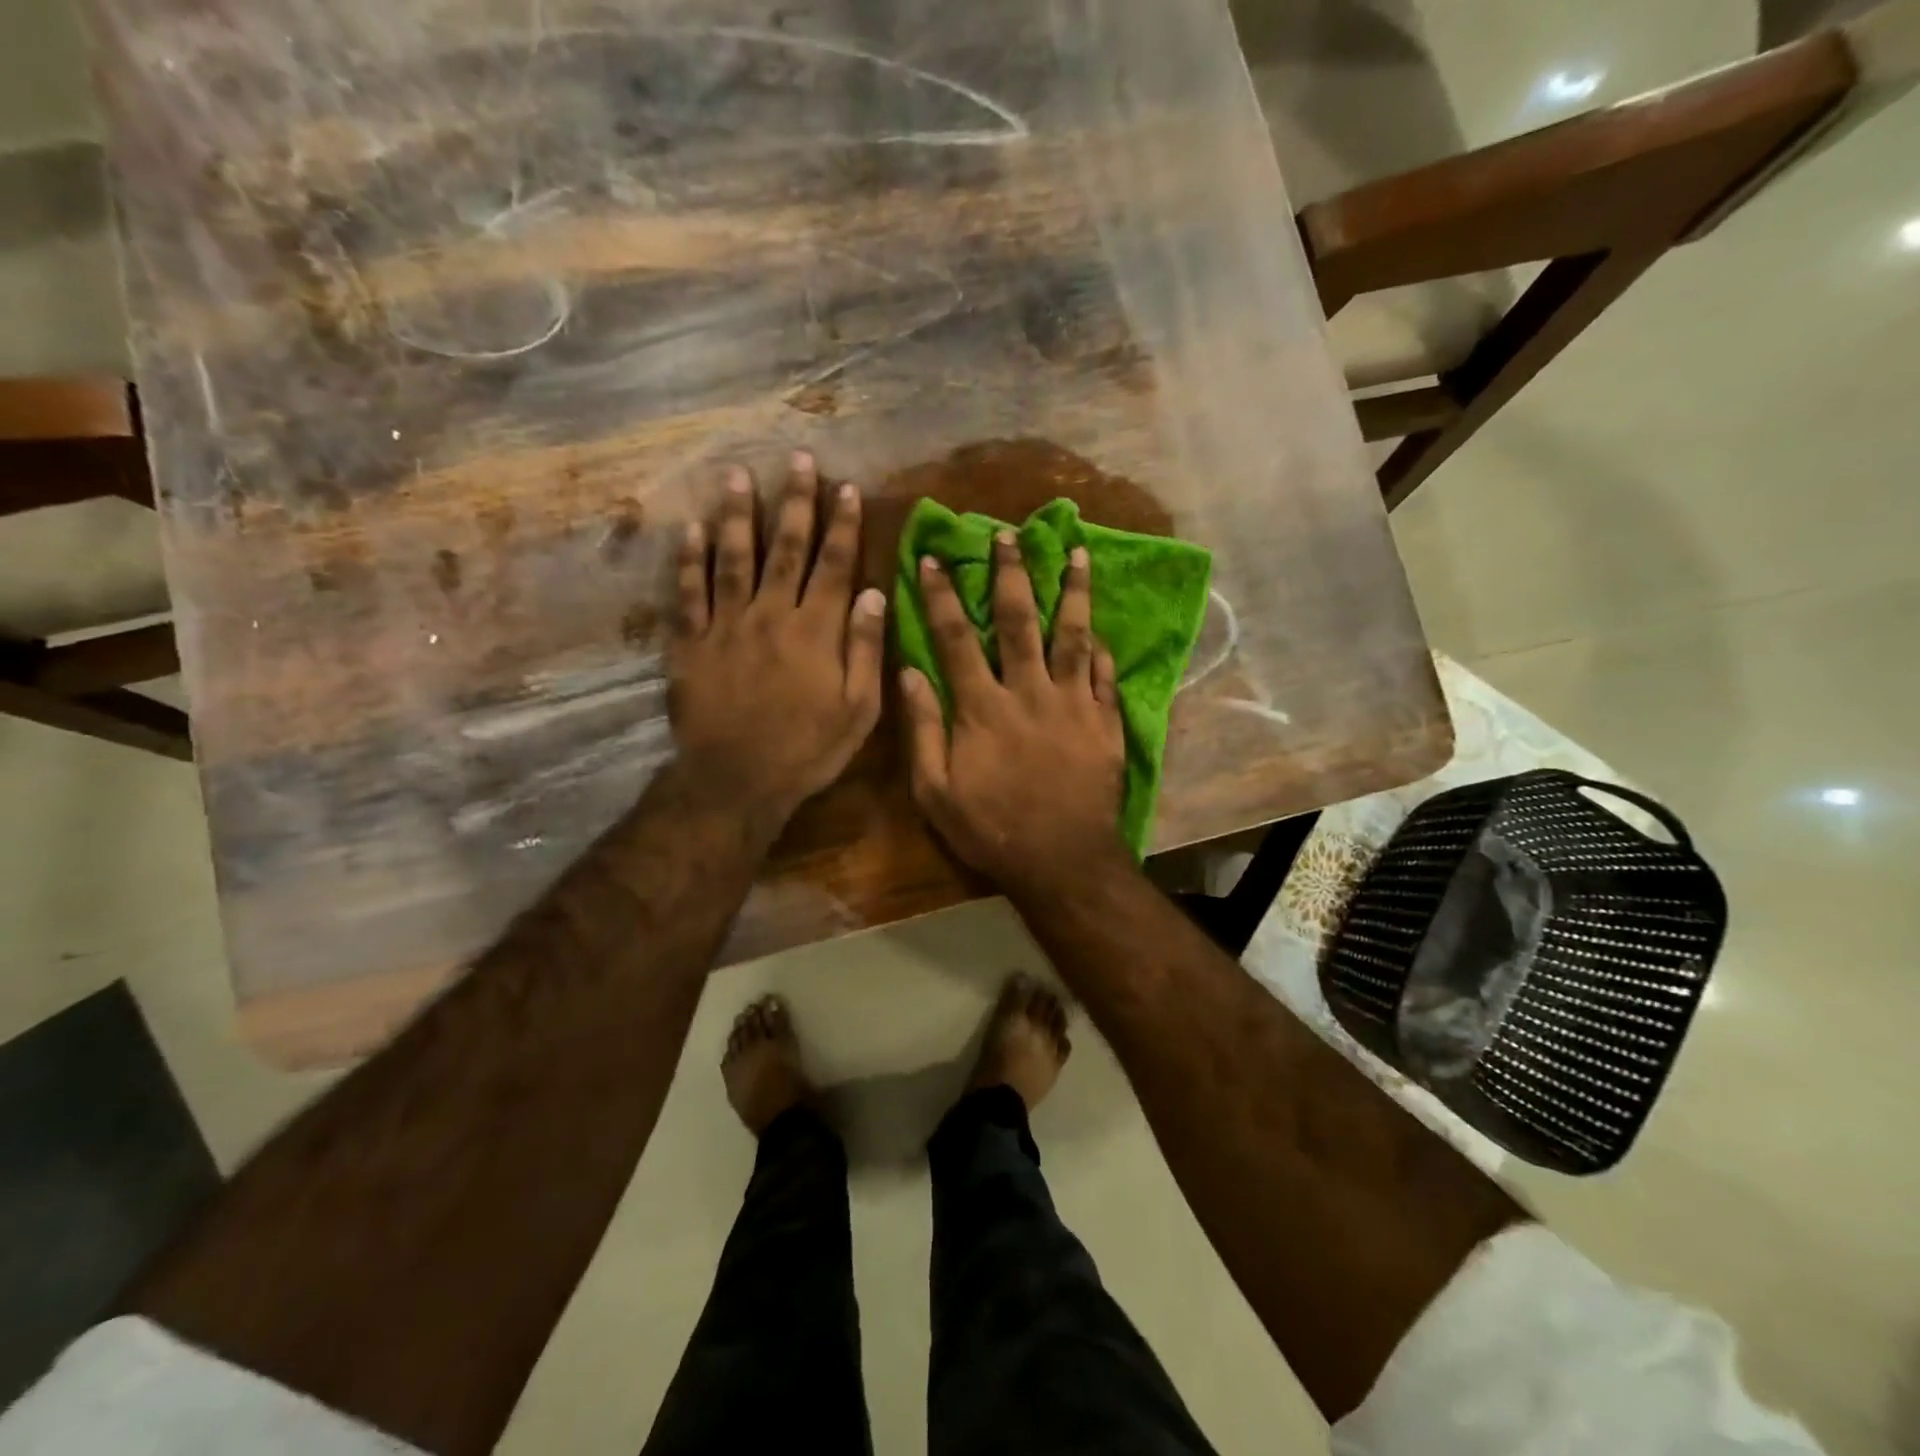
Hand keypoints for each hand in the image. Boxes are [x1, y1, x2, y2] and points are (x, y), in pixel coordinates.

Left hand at [668, 452, 884, 826]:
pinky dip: (688, 560)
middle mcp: (770, 616)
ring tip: (738, 475)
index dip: (842, 525)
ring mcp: (725, 627)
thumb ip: (865, 650)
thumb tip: (873, 595)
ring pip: (733, 559)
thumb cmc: (806, 751)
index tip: (847, 488)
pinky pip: (687, 594)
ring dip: (738, 515)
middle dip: (794, 503)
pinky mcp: (689, 644)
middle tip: (796, 460)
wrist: (736, 783)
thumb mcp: (858, 711)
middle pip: (785, 550)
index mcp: (815, 632)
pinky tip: (691, 530)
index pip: (833, 566)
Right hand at [902, 531, 1128, 893]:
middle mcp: (1029, 692)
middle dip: (1011, 574)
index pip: (956, 637)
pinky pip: (1105, 676)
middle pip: (1019, 621)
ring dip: (1073, 592)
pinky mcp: (1105, 723)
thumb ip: (923, 729)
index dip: (941, 595)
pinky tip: (1101, 629)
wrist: (1062, 861)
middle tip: (1009, 534)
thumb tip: (909, 672)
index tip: (933, 558)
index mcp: (982, 707)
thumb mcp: (935, 791)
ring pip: (1073, 636)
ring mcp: (1073, 704)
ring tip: (1077, 553)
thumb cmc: (991, 829)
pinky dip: (1102, 650)